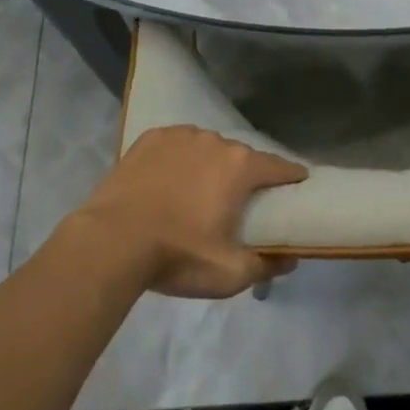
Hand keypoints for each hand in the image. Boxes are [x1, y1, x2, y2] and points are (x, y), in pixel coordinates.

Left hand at [72, 125, 307, 298]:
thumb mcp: (229, 274)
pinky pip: (176, 145)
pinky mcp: (150, 138)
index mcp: (240, 167)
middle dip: (243, 177)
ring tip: (196, 193)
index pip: (279, 166)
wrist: (111, 242)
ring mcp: (181, 136)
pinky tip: (168, 180)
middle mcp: (215, 141)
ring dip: (209, 166)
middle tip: (236, 203)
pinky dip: (179, 159)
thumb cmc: (177, 255)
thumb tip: (291, 257)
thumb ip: (266, 265)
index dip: (291, 177)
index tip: (297, 186)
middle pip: (241, 158)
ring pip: (207, 149)